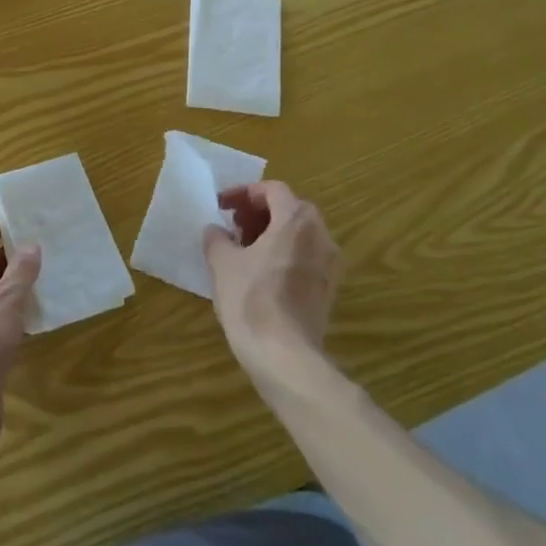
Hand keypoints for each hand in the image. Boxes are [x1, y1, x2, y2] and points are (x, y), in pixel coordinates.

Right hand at [203, 181, 342, 380]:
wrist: (285, 355)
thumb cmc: (251, 300)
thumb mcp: (222, 263)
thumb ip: (217, 238)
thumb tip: (216, 230)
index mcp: (296, 221)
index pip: (273, 190)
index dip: (244, 193)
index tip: (222, 206)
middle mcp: (321, 235)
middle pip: (291, 209)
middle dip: (260, 212)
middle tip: (234, 225)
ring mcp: (330, 264)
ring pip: (301, 234)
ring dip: (273, 233)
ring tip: (244, 249)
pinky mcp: (329, 288)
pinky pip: (306, 256)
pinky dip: (285, 253)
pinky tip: (261, 273)